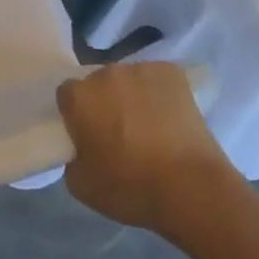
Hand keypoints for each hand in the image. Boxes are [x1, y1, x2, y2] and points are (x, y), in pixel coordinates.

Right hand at [58, 63, 243, 239]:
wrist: (190, 187)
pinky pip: (156, 79)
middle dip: (104, 102)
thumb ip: (72, 156)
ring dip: (131, 96)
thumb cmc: (130, 188)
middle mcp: (106, 73)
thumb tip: (83, 146)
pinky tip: (169, 118)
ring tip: (149, 127)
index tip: (87, 134)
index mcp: (79, 97)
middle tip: (118, 132)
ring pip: (128, 80)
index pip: (67, 95)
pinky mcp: (172, 72)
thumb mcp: (81, 184)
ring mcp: (141, 69)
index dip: (76, 114)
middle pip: (98, 83)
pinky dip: (159, 93)